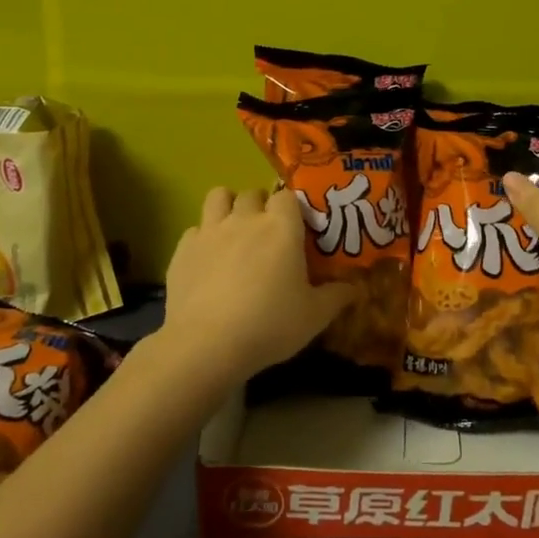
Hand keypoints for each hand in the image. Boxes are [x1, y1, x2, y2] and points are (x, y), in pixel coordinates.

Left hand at [161, 186, 355, 381]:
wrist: (206, 344)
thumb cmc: (269, 324)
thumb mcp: (314, 317)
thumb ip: (336, 297)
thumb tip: (355, 288)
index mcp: (281, 228)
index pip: (287, 196)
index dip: (292, 208)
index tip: (296, 228)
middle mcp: (245, 219)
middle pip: (253, 193)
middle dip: (261, 205)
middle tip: (267, 232)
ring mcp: (210, 231)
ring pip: (218, 196)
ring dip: (228, 206)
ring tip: (234, 231)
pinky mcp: (183, 249)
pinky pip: (195, 229)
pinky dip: (203, 237)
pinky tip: (208, 261)